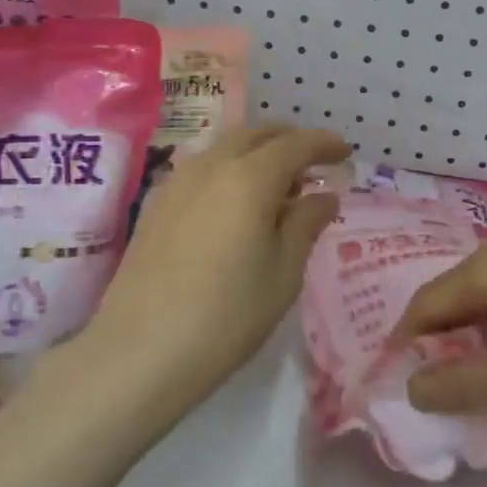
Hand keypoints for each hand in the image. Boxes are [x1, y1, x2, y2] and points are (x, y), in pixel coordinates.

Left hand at [57, 126, 349, 427]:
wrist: (141, 350)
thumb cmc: (228, 315)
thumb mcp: (284, 273)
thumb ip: (306, 224)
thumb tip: (324, 196)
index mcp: (249, 178)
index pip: (296, 144)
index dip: (324, 144)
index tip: (345, 152)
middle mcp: (211, 166)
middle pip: (256, 135)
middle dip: (289, 141)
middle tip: (314, 164)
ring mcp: (177, 181)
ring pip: (225, 148)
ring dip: (257, 154)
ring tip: (278, 186)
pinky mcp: (156, 203)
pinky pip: (202, 168)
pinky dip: (229, 169)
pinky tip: (236, 203)